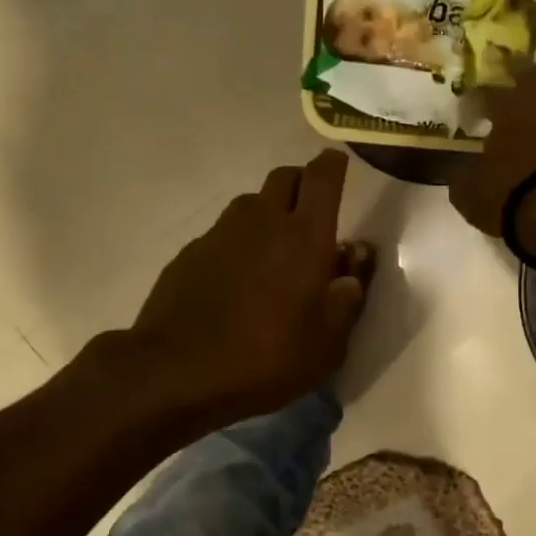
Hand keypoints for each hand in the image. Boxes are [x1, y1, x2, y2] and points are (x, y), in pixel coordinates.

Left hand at [127, 149, 373, 429]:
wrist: (178, 371)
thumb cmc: (266, 359)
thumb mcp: (327, 343)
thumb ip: (349, 295)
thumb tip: (357, 258)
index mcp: (305, 237)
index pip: (323, 177)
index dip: (333, 165)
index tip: (340, 166)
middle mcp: (262, 221)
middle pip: (285, 177)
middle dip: (303, 184)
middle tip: (313, 214)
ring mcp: (221, 234)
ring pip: (252, 203)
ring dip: (269, 213)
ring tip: (275, 251)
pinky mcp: (190, 253)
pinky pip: (223, 233)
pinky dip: (239, 243)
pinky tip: (238, 279)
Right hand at [449, 60, 535, 257]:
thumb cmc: (508, 193)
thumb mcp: (468, 191)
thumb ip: (460, 175)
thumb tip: (457, 169)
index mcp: (508, 110)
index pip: (487, 93)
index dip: (475, 97)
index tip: (465, 104)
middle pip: (531, 79)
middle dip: (518, 73)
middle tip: (510, 67)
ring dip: (533, 107)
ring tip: (520, 114)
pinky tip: (535, 143)